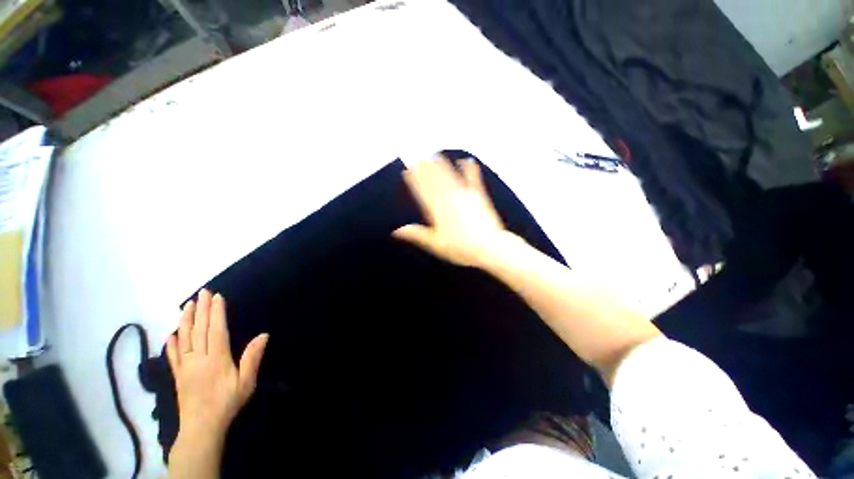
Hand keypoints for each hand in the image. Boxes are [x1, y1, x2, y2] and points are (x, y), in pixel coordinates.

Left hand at [166, 289, 268, 438]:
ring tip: (187, 305)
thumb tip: (263, 335)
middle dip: (201, 309)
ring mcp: (185, 367)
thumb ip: (252, 358)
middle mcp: (198, 359)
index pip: (216, 330)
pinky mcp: (178, 376)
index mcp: (216, 359)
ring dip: (185, 320)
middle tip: (202, 292)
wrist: (202, 427)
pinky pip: (172, 357)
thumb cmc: (227, 402)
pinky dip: (171, 344)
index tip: (217, 297)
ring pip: (184, 339)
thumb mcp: (246, 382)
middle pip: (199, 330)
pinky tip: (170, 334)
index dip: (217, 312)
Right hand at [393, 155, 514, 267]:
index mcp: (437, 211)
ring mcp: (464, 196)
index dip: (414, 180)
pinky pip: (473, 180)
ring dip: (442, 165)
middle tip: (418, 157)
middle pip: (434, 181)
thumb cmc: (460, 248)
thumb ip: (416, 234)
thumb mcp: (434, 244)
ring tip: (435, 154)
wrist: (488, 247)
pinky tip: (467, 160)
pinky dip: (470, 170)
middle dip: (425, 169)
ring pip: (450, 177)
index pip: (422, 192)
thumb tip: (396, 231)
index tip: (407, 170)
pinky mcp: (479, 196)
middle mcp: (449, 199)